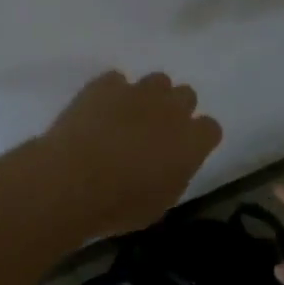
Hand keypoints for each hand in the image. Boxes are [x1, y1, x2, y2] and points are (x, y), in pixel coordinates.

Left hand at [40, 71, 222, 237]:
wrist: (72, 181)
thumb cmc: (119, 204)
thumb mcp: (159, 203)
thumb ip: (174, 175)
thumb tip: (169, 165)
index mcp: (192, 142)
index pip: (211, 129)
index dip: (197, 139)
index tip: (183, 151)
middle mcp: (172, 109)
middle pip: (186, 96)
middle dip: (175, 110)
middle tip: (155, 132)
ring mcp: (138, 91)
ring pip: (157, 81)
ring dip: (148, 97)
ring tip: (127, 117)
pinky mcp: (106, 84)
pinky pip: (117, 80)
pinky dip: (112, 93)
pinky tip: (99, 111)